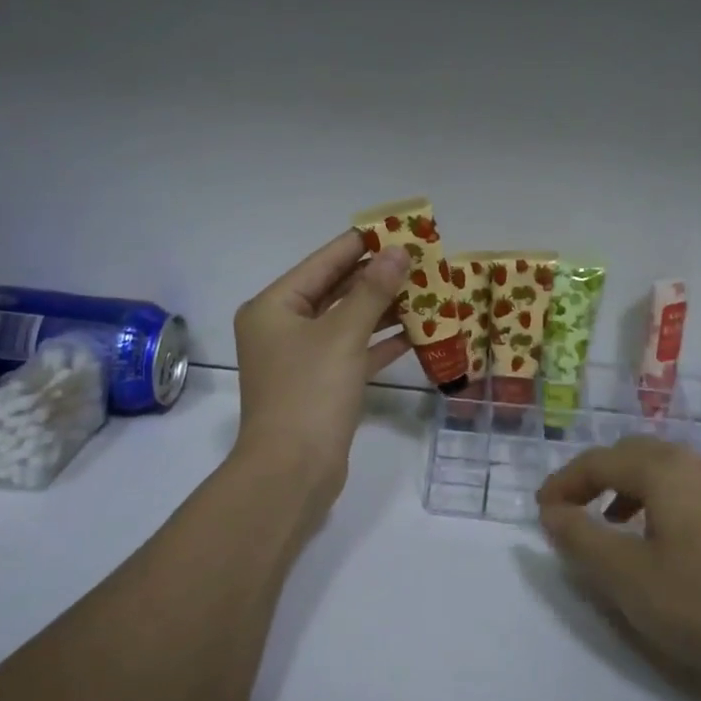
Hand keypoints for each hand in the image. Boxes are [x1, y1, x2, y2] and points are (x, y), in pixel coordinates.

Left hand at [232, 232, 409, 514]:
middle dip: (377, 277)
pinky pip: (353, 353)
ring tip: (426, 290)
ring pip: (347, 323)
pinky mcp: (321, 386)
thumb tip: (399, 251)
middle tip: (420, 259)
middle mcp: (283, 328)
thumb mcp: (343, 335)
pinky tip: (416, 333)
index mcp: (274, 307)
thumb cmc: (310, 393)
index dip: (361, 244)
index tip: (398, 228)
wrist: (292, 472)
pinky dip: (380, 344)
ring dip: (383, 309)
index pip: (323, 262)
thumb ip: (372, 291)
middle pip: (335, 291)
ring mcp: (301, 359)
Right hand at [536, 436, 700, 700]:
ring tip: (615, 532)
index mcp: (666, 470)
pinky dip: (662, 509)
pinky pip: (693, 496)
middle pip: (634, 456)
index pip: (598, 460)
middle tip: (574, 514)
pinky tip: (669, 551)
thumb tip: (552, 511)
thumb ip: (581, 540)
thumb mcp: (631, 579)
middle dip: (596, 480)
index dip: (563, 483)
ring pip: (667, 475)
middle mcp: (700, 466)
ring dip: (630, 494)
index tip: (540, 512)